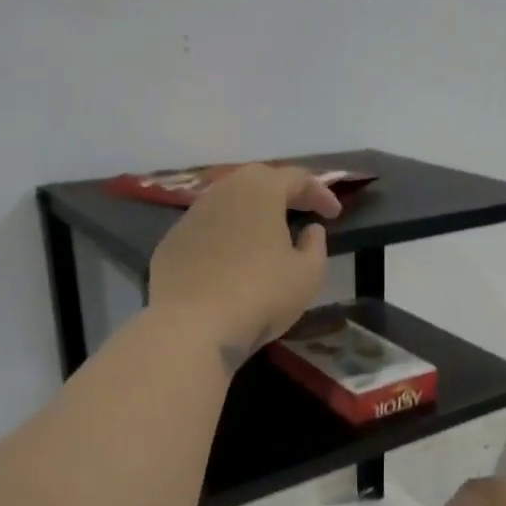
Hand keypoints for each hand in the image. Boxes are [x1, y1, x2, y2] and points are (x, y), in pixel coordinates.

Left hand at [149, 164, 340, 365]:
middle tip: (302, 211)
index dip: (321, 193)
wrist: (190, 326)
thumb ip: (316, 246)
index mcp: (260, 190)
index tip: (334, 214)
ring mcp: (190, 216)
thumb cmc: (260, 294)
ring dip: (252, 213)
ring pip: (228, 203)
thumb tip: (310, 230)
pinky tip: (232, 260)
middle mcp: (222, 191)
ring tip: (268, 234)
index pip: (297, 178)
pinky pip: (207, 230)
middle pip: (258, 181)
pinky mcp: (171, 242)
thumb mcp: (308, 274)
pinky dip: (225, 236)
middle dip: (284, 193)